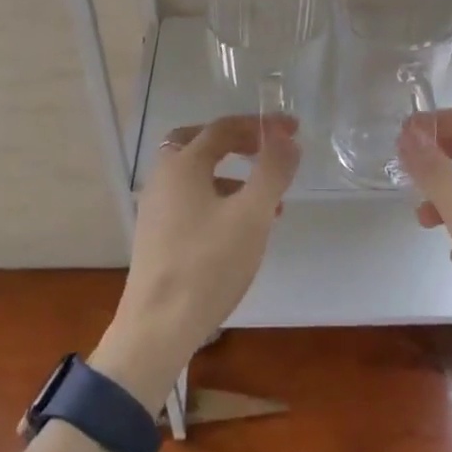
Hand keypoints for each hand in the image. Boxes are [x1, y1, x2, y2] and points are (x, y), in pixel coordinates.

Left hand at [92, 113, 299, 407]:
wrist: (158, 327)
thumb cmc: (208, 264)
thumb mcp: (252, 215)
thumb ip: (272, 171)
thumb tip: (287, 138)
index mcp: (182, 163)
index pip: (224, 127)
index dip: (262, 125)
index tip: (294, 130)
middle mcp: (163, 177)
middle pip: (200, 142)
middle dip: (238, 142)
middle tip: (268, 151)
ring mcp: (156, 207)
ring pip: (197, 174)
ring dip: (233, 175)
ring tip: (269, 200)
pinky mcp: (157, 235)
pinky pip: (192, 200)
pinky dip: (220, 198)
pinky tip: (242, 229)